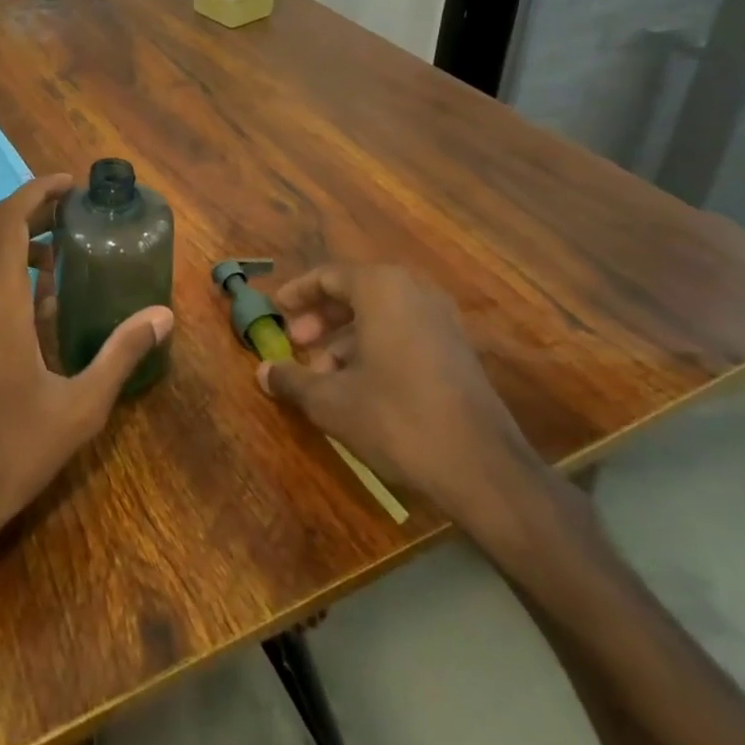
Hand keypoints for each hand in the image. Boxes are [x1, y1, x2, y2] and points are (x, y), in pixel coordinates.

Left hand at [0, 174, 173, 585]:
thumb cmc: (8, 452)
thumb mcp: (78, 407)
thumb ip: (120, 353)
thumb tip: (162, 316)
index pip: (8, 220)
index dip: (36, 191)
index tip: (68, 186)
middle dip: (33, 218)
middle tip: (73, 222)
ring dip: (15, 252)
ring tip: (56, 266)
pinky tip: (24, 316)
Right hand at [257, 264, 548, 527]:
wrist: (482, 468)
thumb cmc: (395, 418)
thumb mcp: (331, 401)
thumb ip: (292, 380)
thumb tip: (262, 372)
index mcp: (381, 288)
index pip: (327, 275)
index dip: (297, 293)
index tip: (276, 312)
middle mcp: (413, 291)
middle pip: (354, 292)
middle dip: (321, 318)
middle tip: (297, 344)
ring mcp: (441, 319)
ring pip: (380, 315)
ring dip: (345, 339)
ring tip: (323, 376)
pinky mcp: (457, 349)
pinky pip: (404, 332)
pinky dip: (375, 348)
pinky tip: (359, 386)